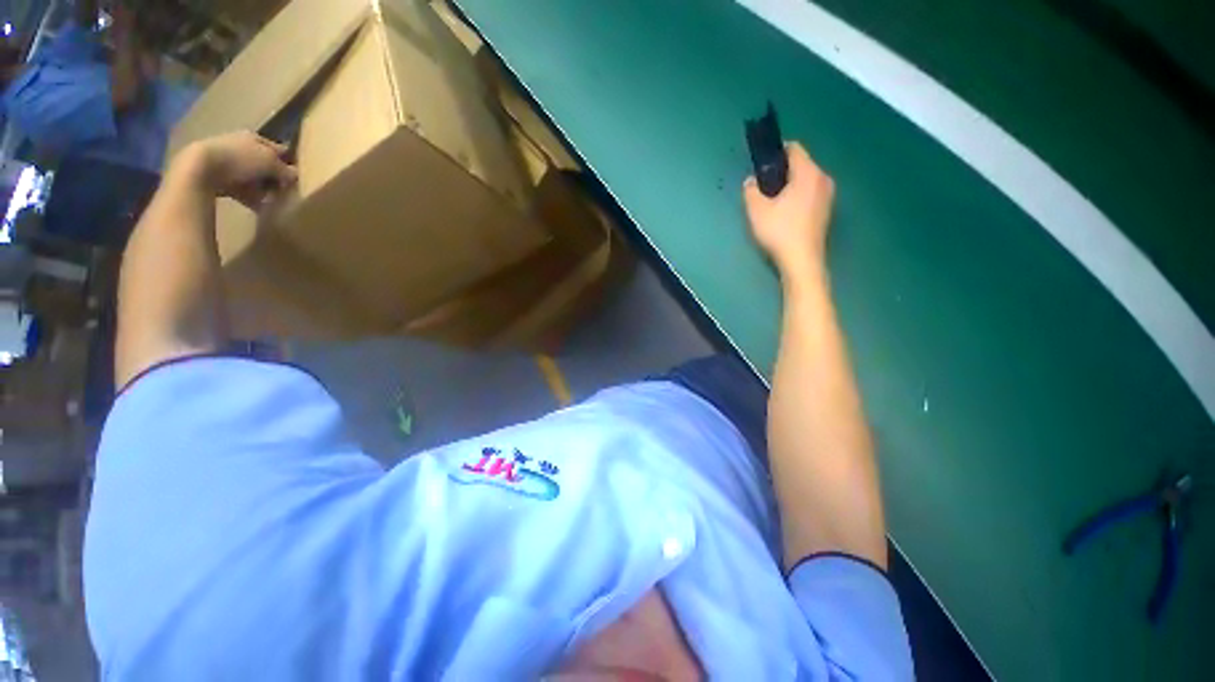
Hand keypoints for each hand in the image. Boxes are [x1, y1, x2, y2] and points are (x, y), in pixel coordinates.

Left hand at [175, 131, 297, 208]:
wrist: (200, 169)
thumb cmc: (240, 160)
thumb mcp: (271, 163)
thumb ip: (286, 170)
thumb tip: (297, 176)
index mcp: (254, 137)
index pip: (279, 149)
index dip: (289, 162)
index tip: (299, 177)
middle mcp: (241, 145)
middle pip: (265, 164)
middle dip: (275, 177)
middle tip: (286, 192)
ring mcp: (228, 160)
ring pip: (253, 177)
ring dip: (263, 189)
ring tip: (272, 202)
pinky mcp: (218, 176)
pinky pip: (241, 188)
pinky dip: (250, 197)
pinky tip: (258, 206)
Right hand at [743, 142, 834, 279]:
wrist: (801, 260)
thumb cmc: (779, 232)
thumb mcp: (756, 211)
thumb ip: (750, 191)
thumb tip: (751, 181)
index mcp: (808, 173)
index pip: (795, 149)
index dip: (777, 152)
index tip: (763, 164)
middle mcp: (823, 179)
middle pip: (802, 165)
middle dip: (783, 171)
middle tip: (764, 186)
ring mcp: (828, 195)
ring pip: (807, 181)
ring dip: (791, 185)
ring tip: (774, 201)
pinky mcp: (827, 211)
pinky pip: (811, 194)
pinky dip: (799, 197)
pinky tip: (786, 214)